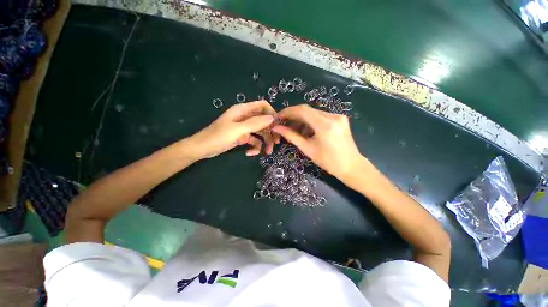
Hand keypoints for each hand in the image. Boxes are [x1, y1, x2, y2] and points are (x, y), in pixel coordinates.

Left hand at [188, 100, 279, 158]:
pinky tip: (249, 153)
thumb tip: (273, 118)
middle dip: (270, 132)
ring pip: (260, 133)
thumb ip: (255, 123)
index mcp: (243, 110)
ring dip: (265, 142)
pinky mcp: (242, 137)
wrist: (203, 149)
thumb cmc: (218, 136)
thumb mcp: (238, 129)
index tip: (278, 125)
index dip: (272, 113)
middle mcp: (245, 118)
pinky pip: (253, 141)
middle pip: (264, 121)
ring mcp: (244, 128)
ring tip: (267, 152)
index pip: (262, 106)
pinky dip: (254, 147)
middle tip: (275, 143)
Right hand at [272, 104, 362, 179]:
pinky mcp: (339, 119)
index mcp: (325, 125)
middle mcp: (333, 116)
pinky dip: (311, 122)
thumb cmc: (328, 161)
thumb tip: (276, 128)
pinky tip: (305, 131)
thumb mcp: (307, 149)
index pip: (302, 110)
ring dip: (302, 120)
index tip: (278, 117)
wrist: (351, 166)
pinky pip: (321, 117)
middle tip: (283, 124)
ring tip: (293, 130)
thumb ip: (291, 136)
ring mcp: (338, 116)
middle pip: (308, 110)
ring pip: (314, 113)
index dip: (288, 112)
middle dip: (293, 116)